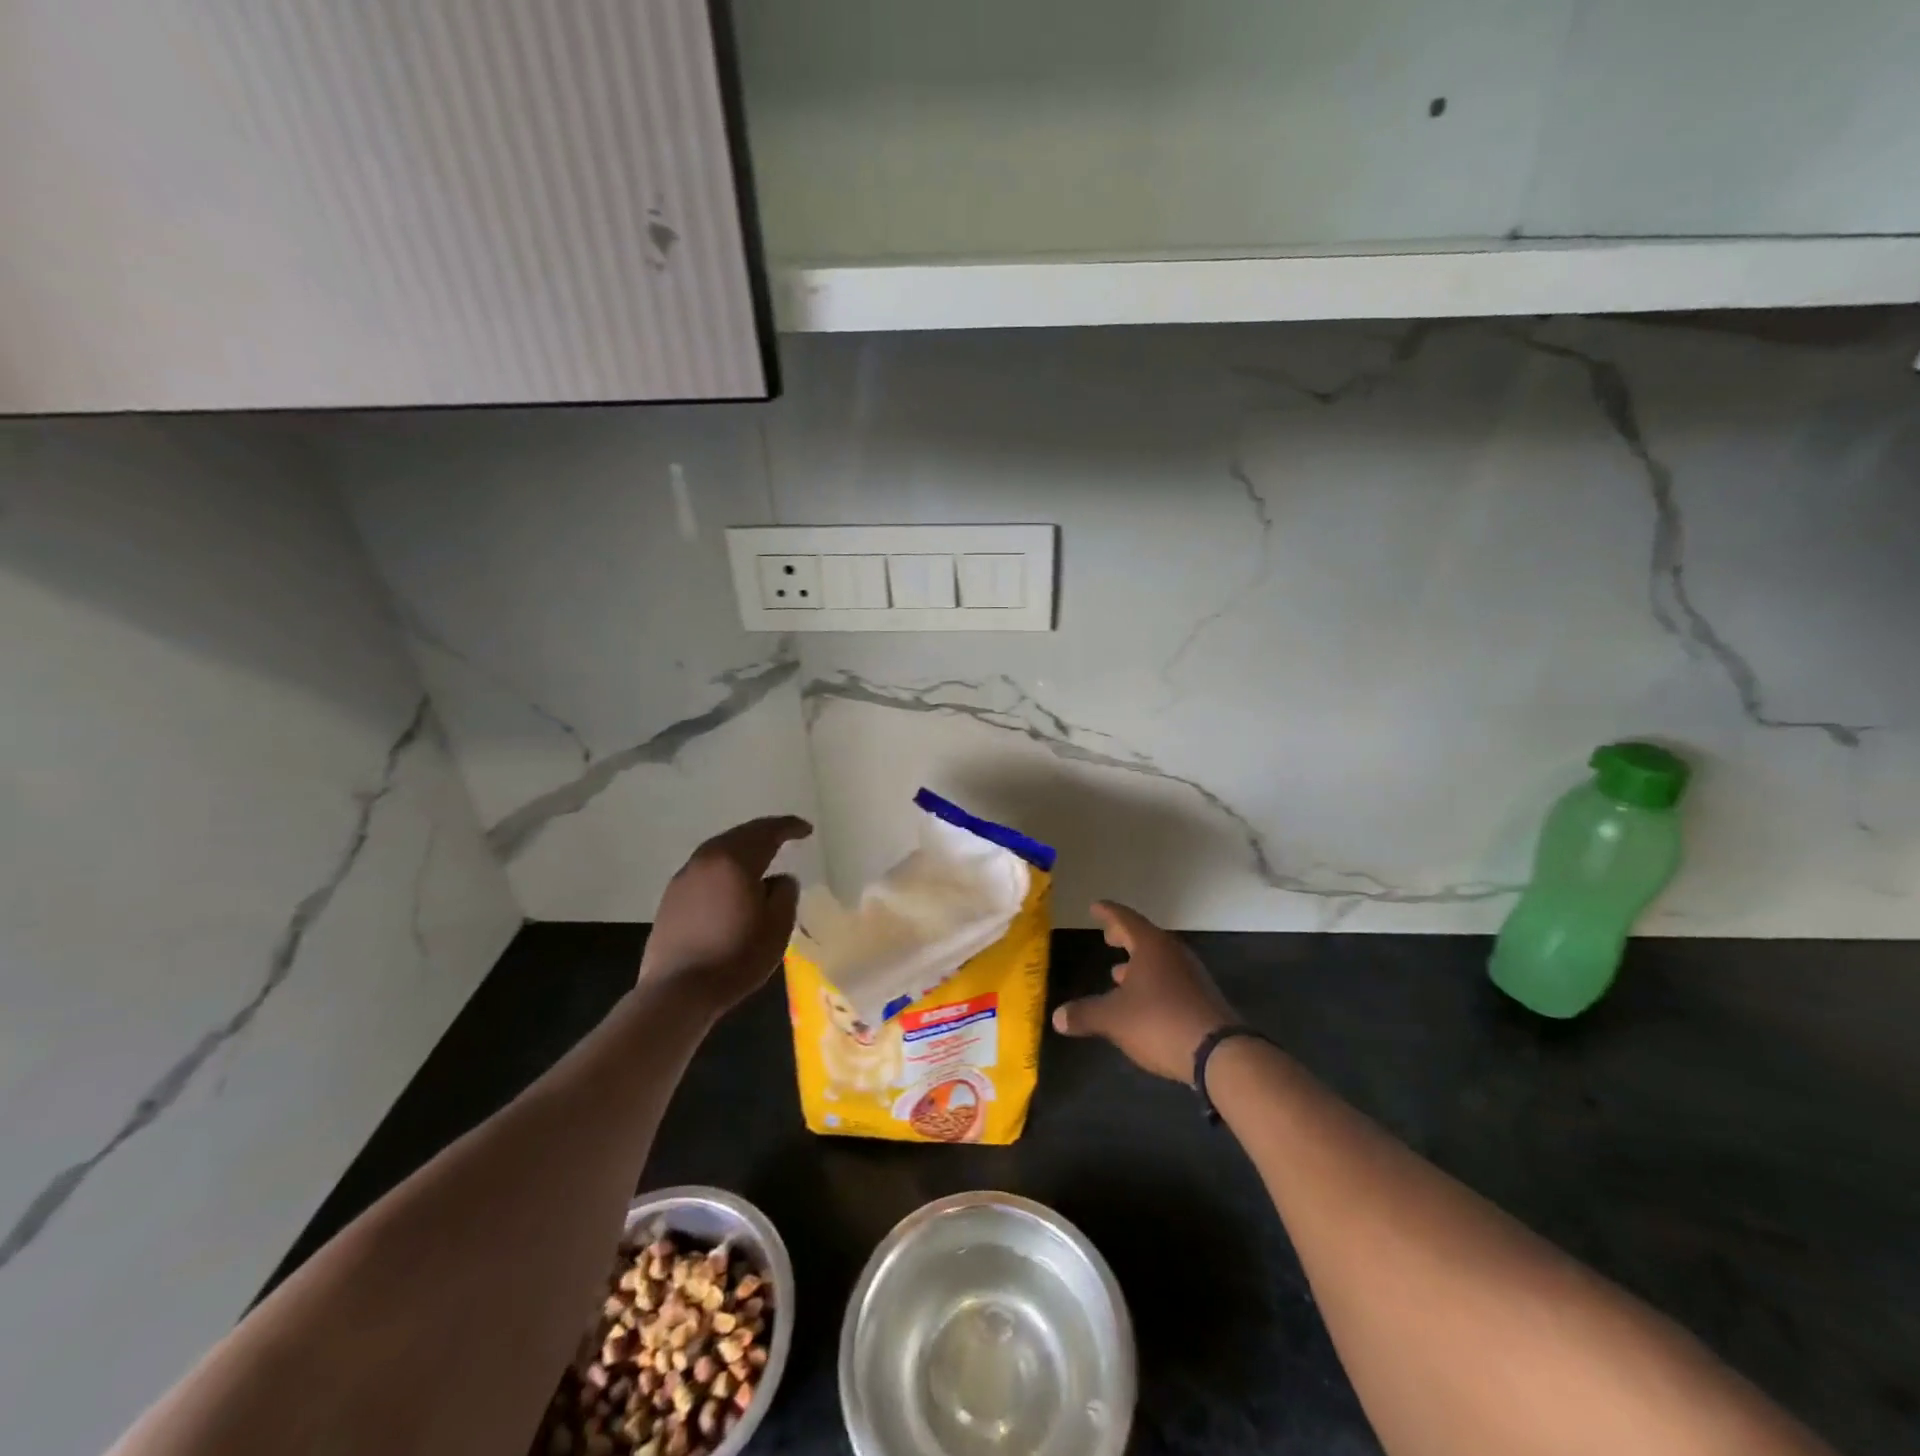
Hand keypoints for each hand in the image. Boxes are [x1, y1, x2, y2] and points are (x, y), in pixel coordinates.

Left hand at [639, 816, 811, 1016]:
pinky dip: (724, 866)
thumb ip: (785, 893)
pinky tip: (732, 882)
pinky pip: (705, 869)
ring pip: (719, 850)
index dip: (789, 827)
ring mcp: (684, 878)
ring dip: (742, 848)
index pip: (767, 832)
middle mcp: (706, 860)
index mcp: (735, 861)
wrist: (678, 992)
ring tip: (760, 857)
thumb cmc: (735, 957)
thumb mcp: (777, 927)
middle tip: (785, 835)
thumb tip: (780, 879)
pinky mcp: (671, 898)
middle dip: (764, 832)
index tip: (806, 830)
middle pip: (739, 835)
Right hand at [1051, 901, 1237, 1080]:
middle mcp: (1173, 954)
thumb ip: (1085, 1014)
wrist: (1219, 1053)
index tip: (1096, 906)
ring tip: (1118, 972)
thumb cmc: (1160, 1021)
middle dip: (1124, 937)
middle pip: (1145, 937)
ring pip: (1159, 961)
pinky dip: (1152, 982)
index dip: (1108, 913)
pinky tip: (1142, 1000)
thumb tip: (1057, 1017)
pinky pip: (1171, 980)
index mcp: (1151, 946)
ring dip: (1138, 963)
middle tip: (1108, 936)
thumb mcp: (1114, 1018)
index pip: (1125, 919)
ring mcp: (1191, 976)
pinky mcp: (1202, 999)